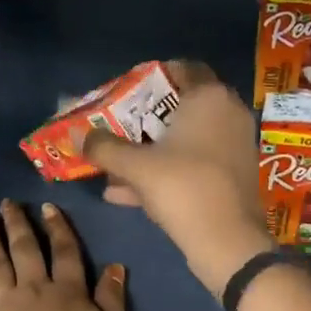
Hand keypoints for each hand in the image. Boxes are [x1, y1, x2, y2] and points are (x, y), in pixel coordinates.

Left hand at [0, 201, 124, 310]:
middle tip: (7, 203)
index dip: (58, 228)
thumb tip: (115, 266)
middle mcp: (34, 287)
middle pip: (25, 249)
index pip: (65, 252)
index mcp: (68, 290)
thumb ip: (112, 299)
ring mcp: (3, 302)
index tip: (47, 207)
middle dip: (18, 223)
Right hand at [83, 61, 272, 294]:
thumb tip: (75, 134)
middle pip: (182, 107)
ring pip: (186, 141)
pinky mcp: (235, 175)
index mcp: (209, 97)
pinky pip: (196, 163)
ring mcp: (235, 146)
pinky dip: (168, 172)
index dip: (153, 77)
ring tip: (116, 169)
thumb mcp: (135, 166)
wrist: (228, 242)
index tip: (127, 92)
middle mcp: (228, 113)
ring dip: (152, 152)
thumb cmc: (183, 187)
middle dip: (146, 121)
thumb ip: (103, 147)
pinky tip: (131, 195)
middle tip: (118, 129)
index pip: (184, 68)